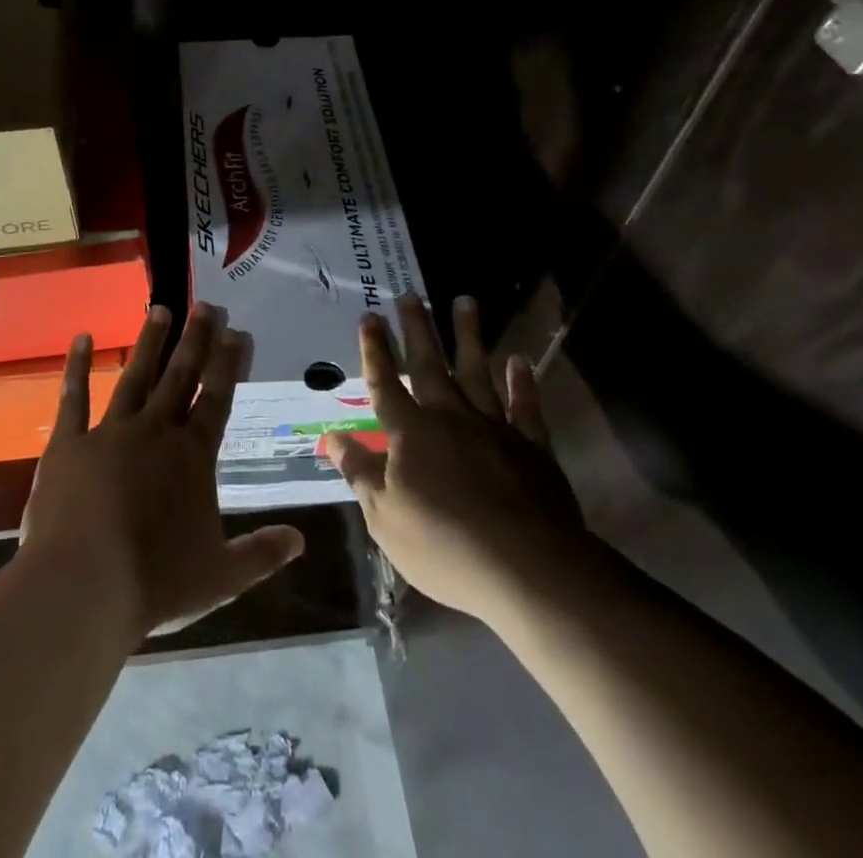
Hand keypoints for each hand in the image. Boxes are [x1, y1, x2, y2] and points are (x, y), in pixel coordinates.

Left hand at [22, 304, 305, 641]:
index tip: (237, 331)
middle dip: (195, 339)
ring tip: (161, 309)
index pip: (217, 398)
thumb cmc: (154, 583)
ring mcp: (110, 432)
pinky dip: (78, 366)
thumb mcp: (220, 576)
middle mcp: (155, 431)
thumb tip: (301, 541)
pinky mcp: (68, 443)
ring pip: (135, 376)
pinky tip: (83, 337)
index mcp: (192, 456)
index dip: (228, 363)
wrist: (81, 588)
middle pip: (180, 376)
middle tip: (205, 305)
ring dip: (149, 342)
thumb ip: (261, 554)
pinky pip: (74, 397)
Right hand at [325, 294, 586, 620]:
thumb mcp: (385, 517)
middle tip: (410, 295)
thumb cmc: (444, 545)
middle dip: (417, 330)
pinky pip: (525, 406)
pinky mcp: (531, 446)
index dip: (374, 351)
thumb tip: (331, 438)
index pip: (384, 383)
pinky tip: (518, 360)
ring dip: (469, 336)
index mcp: (410, 433)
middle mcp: (449, 417)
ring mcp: (493, 427)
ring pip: (476, 371)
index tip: (369, 317)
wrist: (526, 567)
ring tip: (465, 301)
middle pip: (428, 365)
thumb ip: (360, 472)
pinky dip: (522, 382)